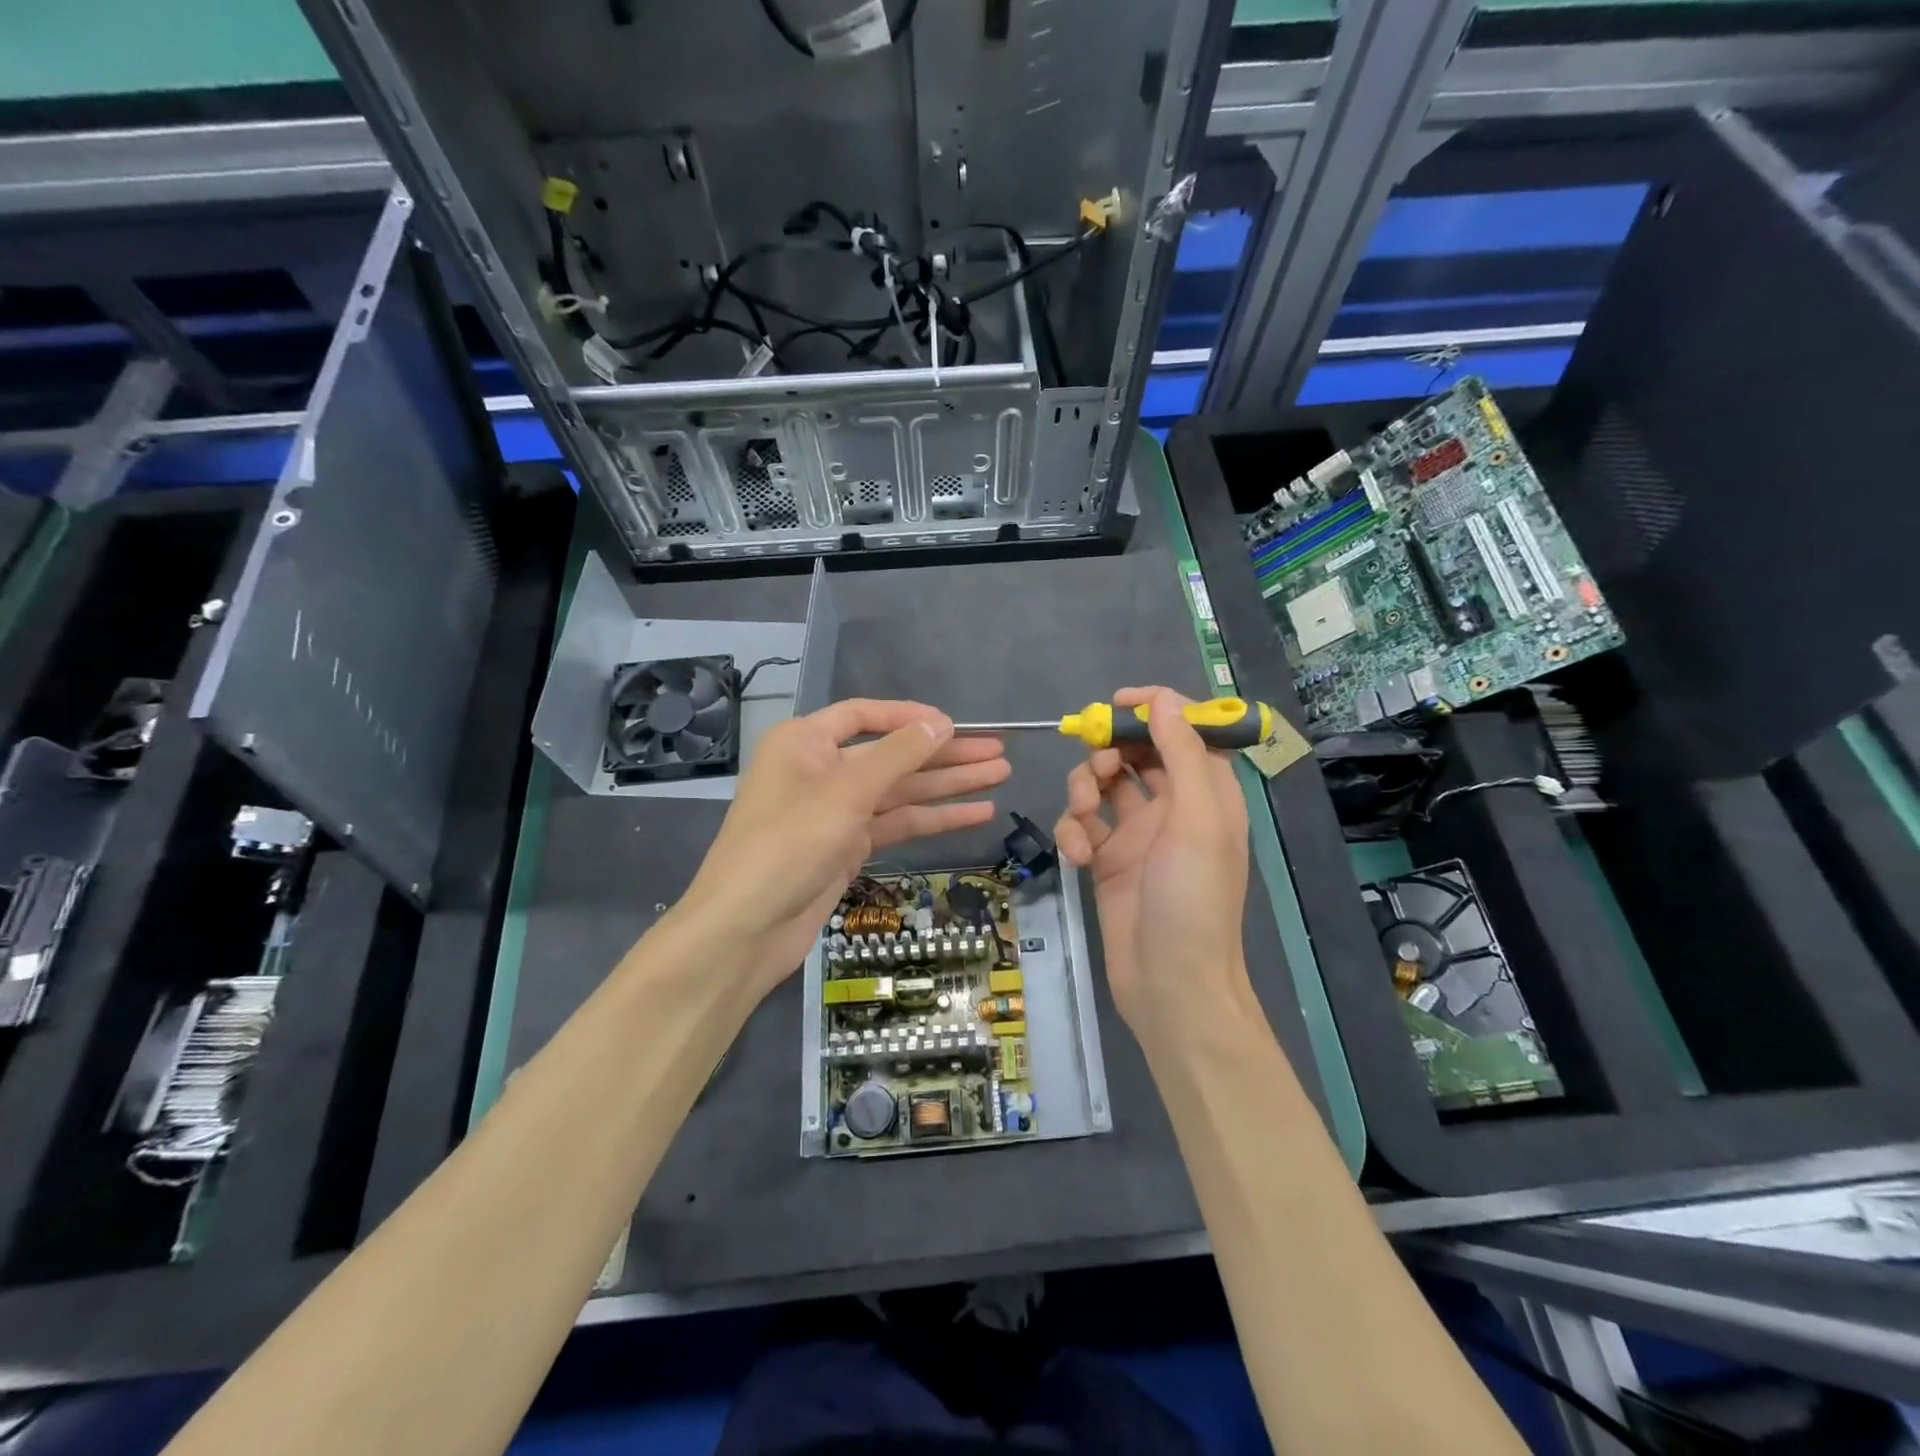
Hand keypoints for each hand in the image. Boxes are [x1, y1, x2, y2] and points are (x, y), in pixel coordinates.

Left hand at [677, 700, 1008, 998]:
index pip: (865, 715)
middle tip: (998, 753)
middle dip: (944, 754)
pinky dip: (933, 819)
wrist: (746, 928)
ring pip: (900, 791)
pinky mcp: (847, 847)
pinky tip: (975, 813)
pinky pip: (896, 824)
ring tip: (1000, 777)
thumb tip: (940, 724)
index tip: (956, 725)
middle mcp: (821, 770)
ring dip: (948, 786)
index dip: (912, 717)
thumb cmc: (788, 844)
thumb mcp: (846, 792)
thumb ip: (897, 754)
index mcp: (806, 742)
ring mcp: (836, 812)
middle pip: (892, 754)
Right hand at [1054, 687, 1254, 1049]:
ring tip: (1082, 816)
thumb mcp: (1196, 820)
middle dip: (1108, 752)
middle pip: (1135, 754)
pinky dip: (1073, 832)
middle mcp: (1173, 807)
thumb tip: (1164, 700)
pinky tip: (1078, 856)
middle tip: (1094, 765)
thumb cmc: (1193, 899)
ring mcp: (1137, 835)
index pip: (1184, 732)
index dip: (1154, 711)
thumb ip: (1180, 755)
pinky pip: (1083, 827)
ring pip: (1102, 786)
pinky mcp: (1107, 860)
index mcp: (1207, 794)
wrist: (1170, 984)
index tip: (1116, 704)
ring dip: (1084, 790)